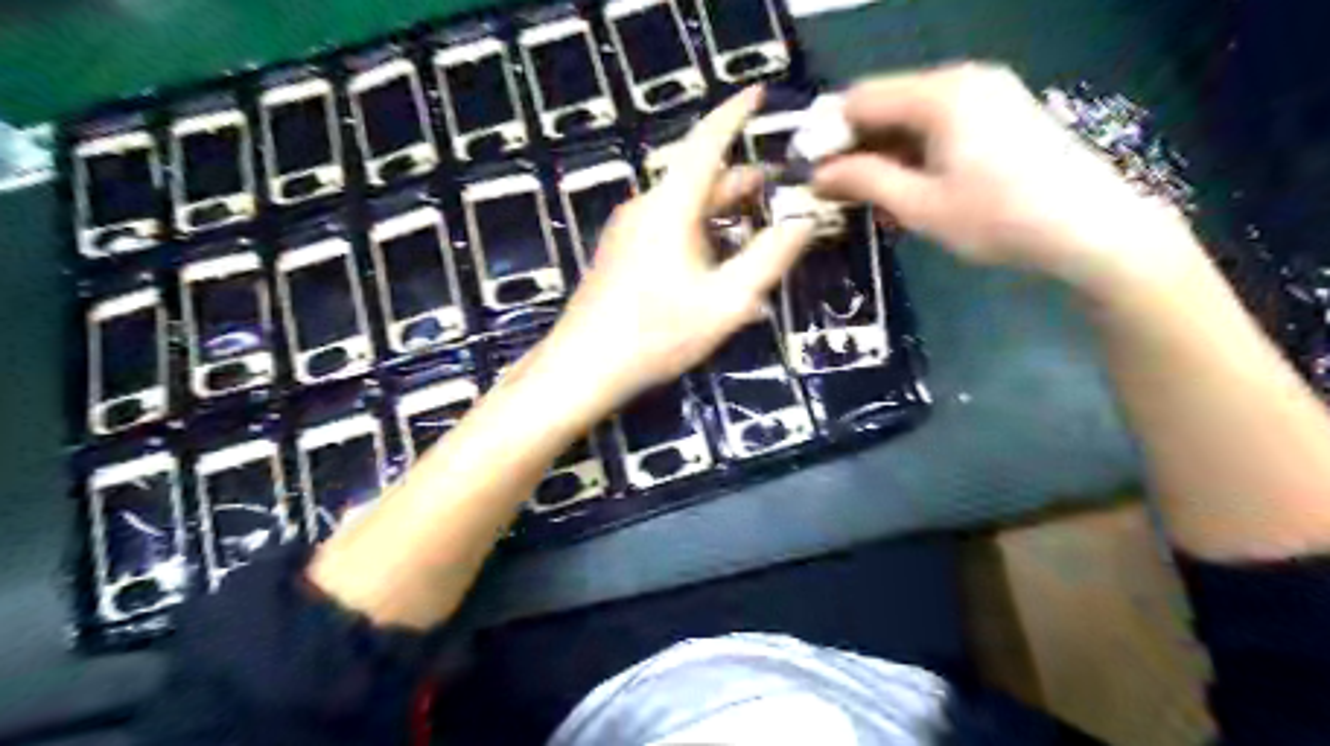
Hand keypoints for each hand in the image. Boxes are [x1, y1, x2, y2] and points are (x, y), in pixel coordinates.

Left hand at [535, 88, 815, 414]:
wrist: (583, 368)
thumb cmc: (657, 333)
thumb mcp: (727, 300)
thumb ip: (769, 258)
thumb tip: (804, 222)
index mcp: (670, 206)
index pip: (707, 142)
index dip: (735, 114)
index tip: (759, 94)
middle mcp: (646, 208)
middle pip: (700, 180)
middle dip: (742, 181)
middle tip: (781, 190)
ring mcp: (628, 232)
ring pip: (685, 208)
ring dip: (723, 214)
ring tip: (757, 229)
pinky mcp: (621, 255)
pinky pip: (668, 231)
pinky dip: (701, 235)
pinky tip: (719, 267)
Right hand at [811, 61, 1208, 292]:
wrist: (1090, 228)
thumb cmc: (997, 218)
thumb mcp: (919, 205)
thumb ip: (864, 180)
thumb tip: (817, 174)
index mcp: (939, 95)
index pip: (860, 98)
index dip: (826, 132)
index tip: (807, 169)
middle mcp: (962, 78)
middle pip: (886, 101)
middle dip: (855, 143)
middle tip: (834, 187)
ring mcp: (988, 91)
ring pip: (912, 114)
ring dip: (883, 150)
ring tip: (868, 194)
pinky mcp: (1003, 111)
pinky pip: (940, 122)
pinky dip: (915, 149)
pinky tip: (908, 184)